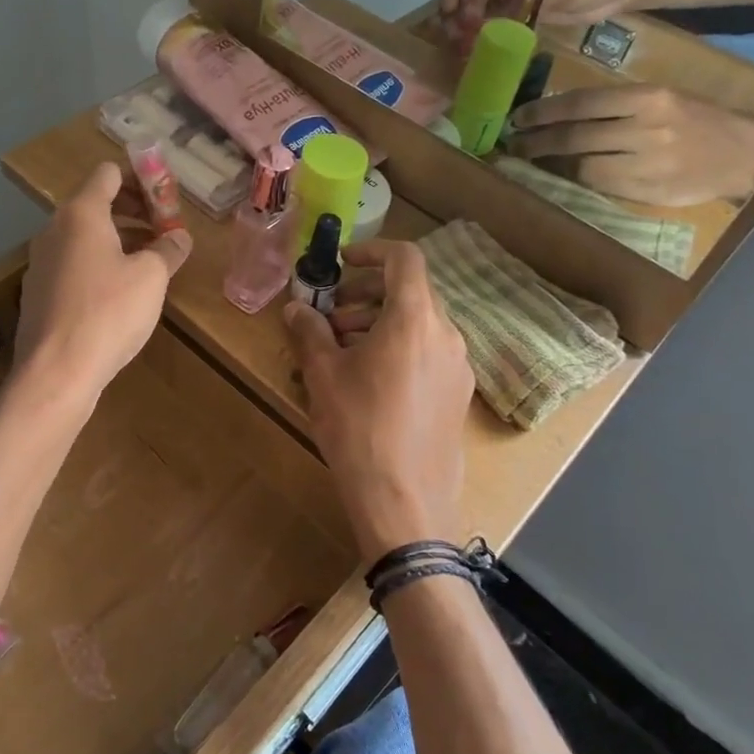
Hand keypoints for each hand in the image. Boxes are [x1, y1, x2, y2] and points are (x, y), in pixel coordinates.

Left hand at [16, 163, 192, 399]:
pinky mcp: (38, 292)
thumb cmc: (109, 313)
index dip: (141, 179)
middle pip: (96, 202)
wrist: (56, 372)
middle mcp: (54, 229)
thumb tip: (180, 237)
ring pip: (84, 236)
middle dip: (133, 211)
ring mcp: (41, 261)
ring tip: (149, 263)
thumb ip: (169, 249)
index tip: (166, 201)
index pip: (109, 173)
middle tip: (164, 232)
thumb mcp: (151, 277)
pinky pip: (73, 263)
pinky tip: (119, 294)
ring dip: (118, 239)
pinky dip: (98, 264)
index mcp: (81, 213)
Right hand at [283, 241, 474, 560]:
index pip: (404, 258)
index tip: (341, 264)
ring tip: (343, 350)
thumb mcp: (323, 376)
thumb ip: (309, 332)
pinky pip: (428, 353)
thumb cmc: (359, 428)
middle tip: (331, 317)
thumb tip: (296, 308)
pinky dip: (399, 348)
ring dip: (380, 323)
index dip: (371, 251)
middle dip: (367, 295)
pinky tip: (370, 381)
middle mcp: (446, 334)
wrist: (405, 502)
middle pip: (410, 292)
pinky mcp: (458, 395)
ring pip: (419, 324)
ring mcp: (458, 366)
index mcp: (415, 318)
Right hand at [438, 0, 661, 50]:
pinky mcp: (522, 3)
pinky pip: (495, 15)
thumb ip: (527, 2)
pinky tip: (473, 47)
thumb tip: (494, 13)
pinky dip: (483, 30)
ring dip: (467, 22)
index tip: (453, 13)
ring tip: (458, 45)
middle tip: (451, 35)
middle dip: (458, 8)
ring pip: (479, 1)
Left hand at [506, 85, 753, 205]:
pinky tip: (559, 176)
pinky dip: (574, 182)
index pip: (582, 103)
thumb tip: (557, 114)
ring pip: (583, 166)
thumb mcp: (660, 99)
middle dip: (537, 141)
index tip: (518, 119)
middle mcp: (647, 128)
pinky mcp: (648, 191)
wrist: (745, 154)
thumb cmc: (697, 120)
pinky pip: (599, 187)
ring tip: (529, 161)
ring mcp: (648, 163)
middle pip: (575, 136)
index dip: (543, 113)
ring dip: (550, 164)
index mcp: (649, 98)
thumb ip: (614, 105)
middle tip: (513, 143)